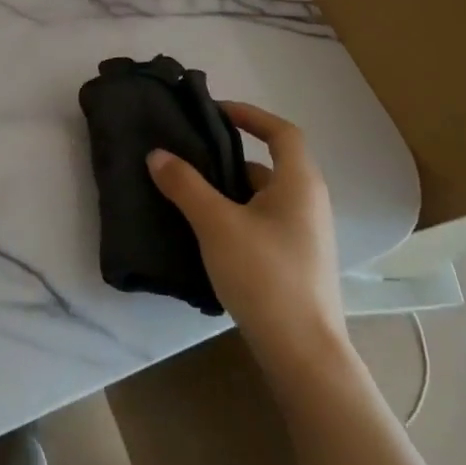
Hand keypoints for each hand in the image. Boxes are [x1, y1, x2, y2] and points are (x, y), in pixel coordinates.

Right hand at [147, 102, 346, 375]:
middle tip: (187, 157)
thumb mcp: (216, 224)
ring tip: (186, 195)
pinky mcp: (295, 262)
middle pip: (266, 165)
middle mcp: (308, 203)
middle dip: (225, 158)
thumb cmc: (265, 275)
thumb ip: (185, 185)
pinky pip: (261, 223)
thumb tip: (157, 154)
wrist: (302, 353)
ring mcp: (304, 236)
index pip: (281, 132)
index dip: (250, 114)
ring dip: (227, 191)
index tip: (214, 111)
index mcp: (299, 183)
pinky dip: (234, 217)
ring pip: (261, 198)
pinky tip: (205, 234)